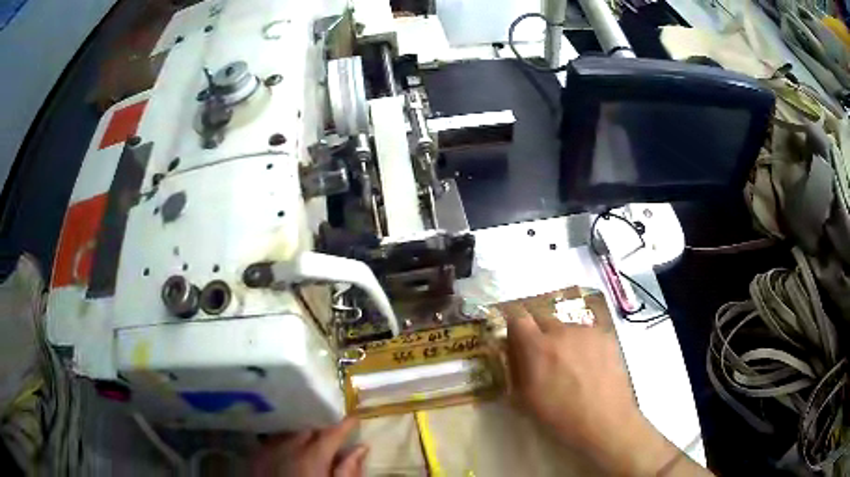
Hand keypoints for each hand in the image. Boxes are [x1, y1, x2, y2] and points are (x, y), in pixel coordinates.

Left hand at [252, 417, 368, 476]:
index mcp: (312, 456)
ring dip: (301, 433)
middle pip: (308, 428)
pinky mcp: (256, 457)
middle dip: (321, 427)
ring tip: (310, 438)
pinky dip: (282, 441)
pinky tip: (288, 448)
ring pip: (288, 432)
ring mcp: (269, 450)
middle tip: (332, 432)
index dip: (345, 424)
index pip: (332, 433)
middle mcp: (289, 447)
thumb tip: (361, 448)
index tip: (354, 417)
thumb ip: (349, 470)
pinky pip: (271, 441)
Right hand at [506, 312, 709, 474]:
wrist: (612, 426)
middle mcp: (569, 331)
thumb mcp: (530, 400)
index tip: (508, 324)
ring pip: (569, 321)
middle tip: (541, 349)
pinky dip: (584, 339)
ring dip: (563, 334)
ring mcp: (593, 331)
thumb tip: (512, 349)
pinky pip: (589, 329)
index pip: (519, 316)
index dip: (511, 317)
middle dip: (538, 328)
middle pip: (544, 314)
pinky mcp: (610, 336)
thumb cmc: (565, 420)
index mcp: (544, 348)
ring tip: (570, 359)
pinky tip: (590, 361)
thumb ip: (519, 368)